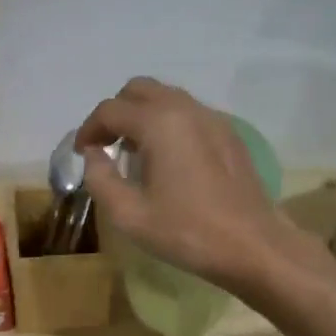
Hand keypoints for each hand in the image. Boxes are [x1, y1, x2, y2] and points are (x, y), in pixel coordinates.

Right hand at [77, 77, 302, 289]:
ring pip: (166, 97)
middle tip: (107, 146)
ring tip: (134, 152)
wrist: (253, 245)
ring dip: (142, 115)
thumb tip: (93, 155)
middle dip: (116, 113)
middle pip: (139, 90)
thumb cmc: (187, 231)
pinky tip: (168, 159)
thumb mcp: (129, 214)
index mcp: (159, 123)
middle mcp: (185, 108)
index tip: (82, 153)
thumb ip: (100, 179)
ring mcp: (212, 118)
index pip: (110, 110)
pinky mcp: (229, 133)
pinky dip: (168, 123)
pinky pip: (189, 113)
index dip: (89, 129)